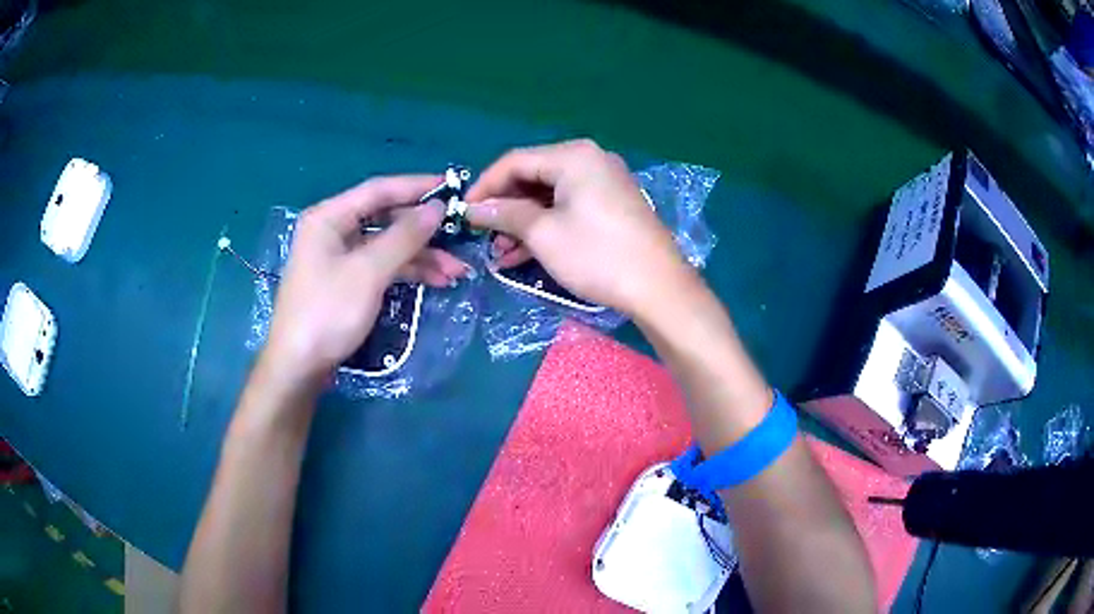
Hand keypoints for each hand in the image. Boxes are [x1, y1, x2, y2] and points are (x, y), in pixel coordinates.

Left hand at [260, 175, 447, 389]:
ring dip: (421, 256)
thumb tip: (438, 207)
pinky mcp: (347, 282)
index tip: (454, 188)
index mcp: (329, 217)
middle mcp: (333, 231)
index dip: (417, 186)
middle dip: (424, 231)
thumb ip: (404, 237)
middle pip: (385, 218)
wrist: (299, 367)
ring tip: (457, 271)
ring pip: (387, 246)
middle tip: (460, 236)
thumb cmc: (327, 313)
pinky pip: (382, 266)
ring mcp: (339, 258)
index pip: (378, 190)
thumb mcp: (368, 272)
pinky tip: (436, 281)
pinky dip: (407, 272)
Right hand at [465, 139, 696, 316]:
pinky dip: (546, 226)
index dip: (485, 186)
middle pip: (533, 176)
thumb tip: (472, 208)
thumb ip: (505, 214)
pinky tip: (523, 253)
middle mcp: (589, 160)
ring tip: (500, 253)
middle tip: (484, 236)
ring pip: (549, 195)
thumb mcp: (544, 233)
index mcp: (573, 155)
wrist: (659, 287)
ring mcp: (603, 182)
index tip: (463, 212)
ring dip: (523, 222)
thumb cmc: (597, 255)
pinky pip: (568, 207)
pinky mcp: (611, 205)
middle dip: (505, 207)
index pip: (515, 161)